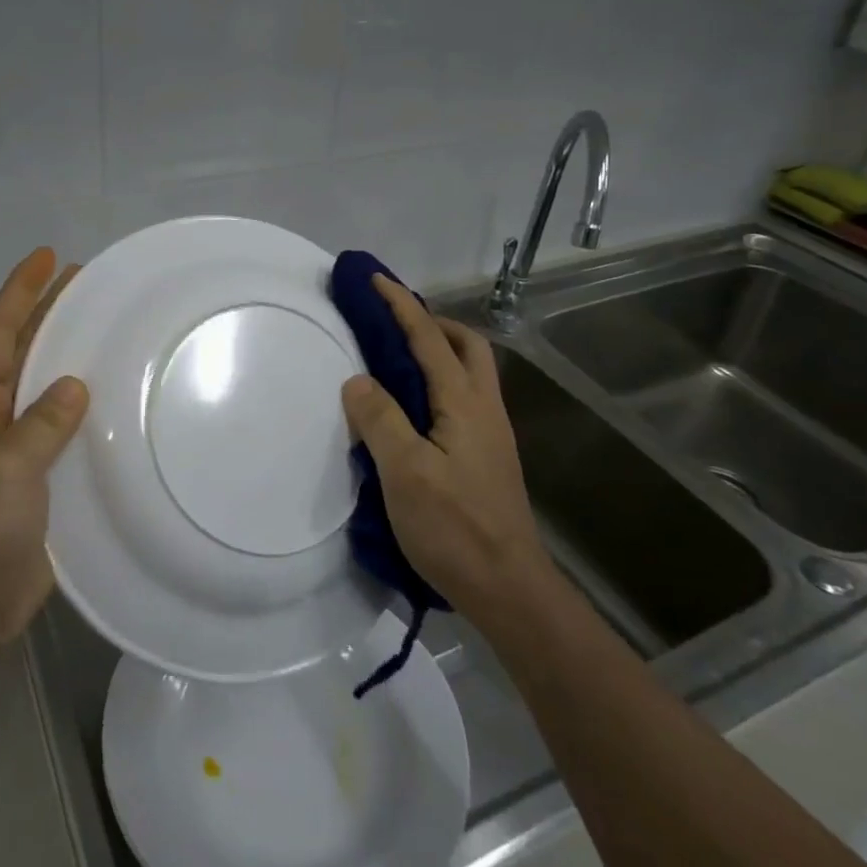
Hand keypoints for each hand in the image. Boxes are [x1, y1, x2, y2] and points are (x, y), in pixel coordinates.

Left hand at [0, 248, 88, 648]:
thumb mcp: (3, 468)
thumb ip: (40, 423)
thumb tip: (75, 387)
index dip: (21, 292)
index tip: (47, 256)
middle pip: (22, 352)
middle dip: (49, 314)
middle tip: (87, 282)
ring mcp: (16, 450)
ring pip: (46, 390)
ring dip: (71, 358)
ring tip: (107, 329)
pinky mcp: (41, 480)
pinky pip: (66, 432)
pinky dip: (88, 411)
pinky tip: (118, 401)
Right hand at [340, 274, 548, 627]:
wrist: (508, 588)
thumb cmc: (454, 528)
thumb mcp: (405, 473)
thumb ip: (380, 419)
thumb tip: (358, 380)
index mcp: (464, 402)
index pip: (429, 338)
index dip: (401, 305)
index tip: (375, 279)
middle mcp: (484, 408)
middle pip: (467, 345)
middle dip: (432, 322)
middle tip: (393, 324)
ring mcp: (491, 433)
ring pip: (470, 371)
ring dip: (438, 351)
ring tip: (397, 362)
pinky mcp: (487, 456)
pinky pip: (463, 398)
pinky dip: (438, 382)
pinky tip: (413, 409)